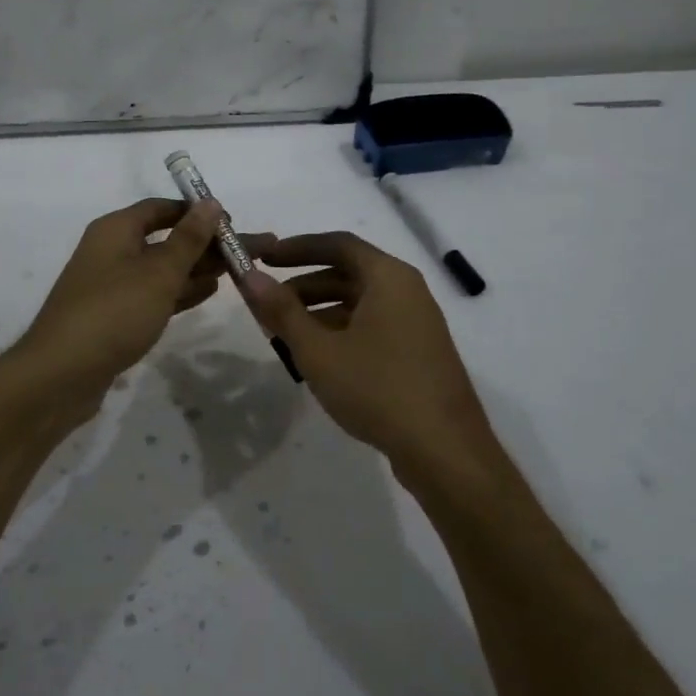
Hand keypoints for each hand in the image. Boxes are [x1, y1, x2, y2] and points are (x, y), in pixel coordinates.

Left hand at [10, 198, 246, 416]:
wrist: (61, 374)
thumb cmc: (113, 312)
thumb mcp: (158, 273)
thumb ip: (188, 239)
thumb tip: (209, 203)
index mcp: (115, 230)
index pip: (160, 208)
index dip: (194, 212)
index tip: (229, 222)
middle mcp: (111, 251)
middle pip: (163, 238)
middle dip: (202, 244)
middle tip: (243, 251)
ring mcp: (111, 286)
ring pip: (160, 269)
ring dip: (194, 269)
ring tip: (234, 271)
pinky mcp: (113, 316)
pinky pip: (152, 295)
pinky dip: (178, 292)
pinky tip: (206, 292)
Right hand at [242, 232, 498, 474]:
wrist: (445, 451)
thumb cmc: (378, 389)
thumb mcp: (319, 350)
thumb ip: (282, 311)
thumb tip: (250, 276)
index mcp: (388, 277)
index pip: (338, 244)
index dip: (297, 248)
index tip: (265, 260)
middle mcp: (407, 291)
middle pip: (348, 273)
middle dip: (304, 286)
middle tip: (268, 304)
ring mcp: (417, 324)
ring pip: (359, 303)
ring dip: (320, 312)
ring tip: (284, 336)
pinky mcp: (419, 353)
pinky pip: (373, 327)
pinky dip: (341, 332)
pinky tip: (318, 360)